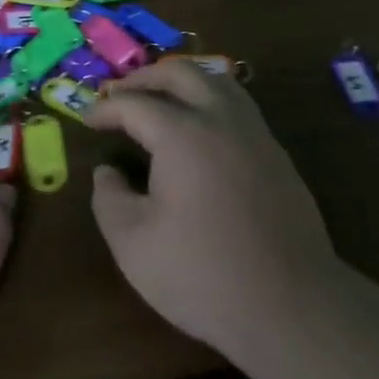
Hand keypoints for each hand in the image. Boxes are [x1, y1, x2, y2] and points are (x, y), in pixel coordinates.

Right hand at [85, 61, 339, 360]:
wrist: (291, 305)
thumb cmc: (203, 274)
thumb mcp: (133, 244)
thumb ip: (109, 199)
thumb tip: (107, 172)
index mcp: (182, 134)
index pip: (135, 103)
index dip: (105, 108)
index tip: (87, 120)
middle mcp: (221, 120)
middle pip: (181, 73)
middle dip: (144, 78)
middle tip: (120, 94)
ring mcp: (255, 134)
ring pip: (218, 81)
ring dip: (183, 80)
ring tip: (160, 98)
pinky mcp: (277, 155)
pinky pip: (239, 105)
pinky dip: (211, 99)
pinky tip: (201, 127)